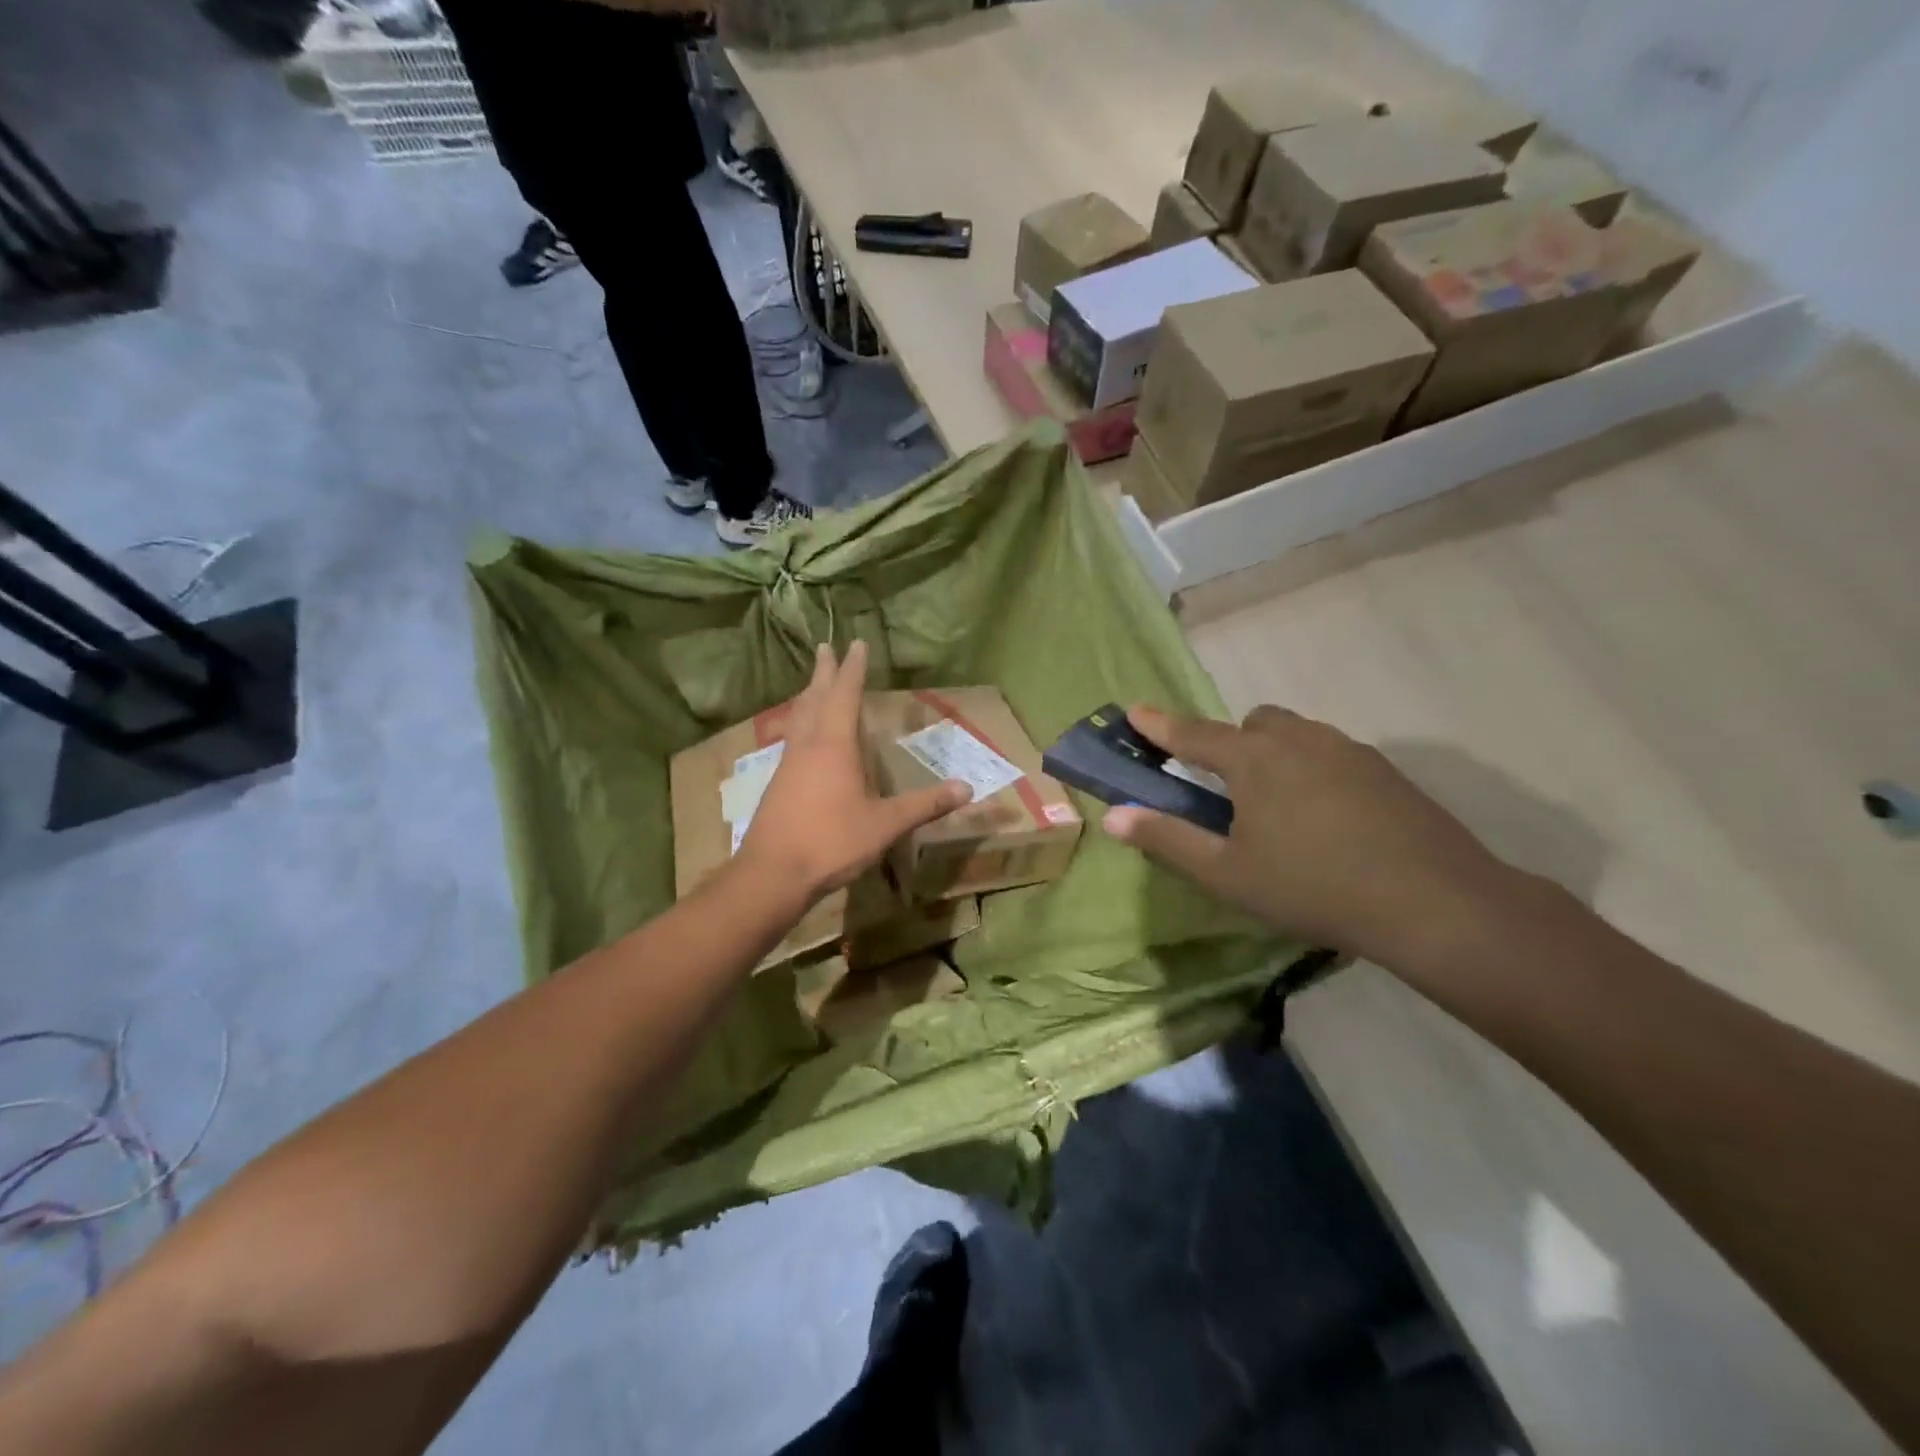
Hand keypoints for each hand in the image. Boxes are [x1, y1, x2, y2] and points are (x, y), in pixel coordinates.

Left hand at [735, 642, 971, 902]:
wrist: (772, 874)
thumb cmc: (831, 842)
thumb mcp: (885, 824)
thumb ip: (925, 805)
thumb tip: (967, 788)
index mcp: (834, 745)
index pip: (845, 695)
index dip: (853, 669)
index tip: (856, 643)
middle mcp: (808, 746)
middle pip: (815, 698)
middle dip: (824, 672)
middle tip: (825, 647)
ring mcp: (788, 764)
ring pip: (798, 718)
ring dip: (808, 695)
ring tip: (814, 684)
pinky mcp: (778, 784)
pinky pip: (791, 739)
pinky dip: (800, 723)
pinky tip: (803, 738)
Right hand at [1102, 705, 1524, 969]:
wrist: (1434, 904)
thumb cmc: (1313, 888)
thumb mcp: (1227, 874)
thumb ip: (1167, 840)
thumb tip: (1112, 817)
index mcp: (1253, 760)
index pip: (1193, 734)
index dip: (1159, 725)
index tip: (1135, 711)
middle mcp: (1298, 740)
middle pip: (1251, 723)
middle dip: (1230, 742)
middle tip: (1227, 789)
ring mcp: (1348, 750)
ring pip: (1295, 734)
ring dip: (1273, 753)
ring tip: (1277, 807)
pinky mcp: (1384, 769)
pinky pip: (1330, 753)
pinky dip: (1311, 769)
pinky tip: (1325, 818)